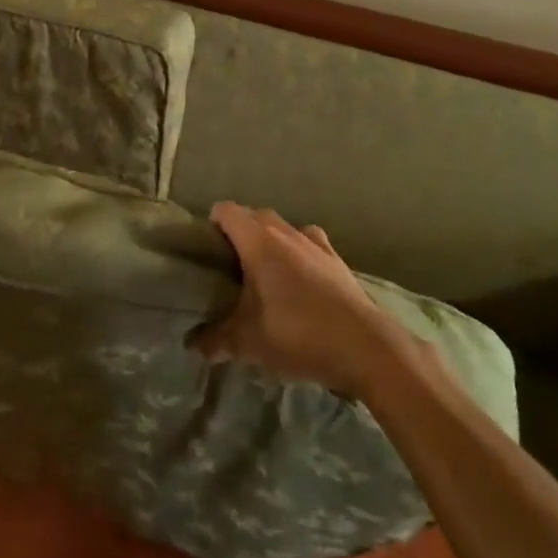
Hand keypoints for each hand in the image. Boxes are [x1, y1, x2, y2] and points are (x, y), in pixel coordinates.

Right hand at [187, 203, 414, 399]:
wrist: (365, 347)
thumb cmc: (297, 335)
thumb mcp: (248, 343)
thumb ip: (215, 340)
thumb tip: (192, 345)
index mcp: (257, 241)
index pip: (226, 211)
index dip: (211, 224)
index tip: (205, 250)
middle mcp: (284, 232)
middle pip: (253, 215)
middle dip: (238, 232)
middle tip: (229, 266)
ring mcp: (314, 242)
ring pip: (282, 227)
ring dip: (270, 240)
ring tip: (263, 271)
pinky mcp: (337, 259)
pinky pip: (309, 242)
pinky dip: (299, 251)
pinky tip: (300, 276)